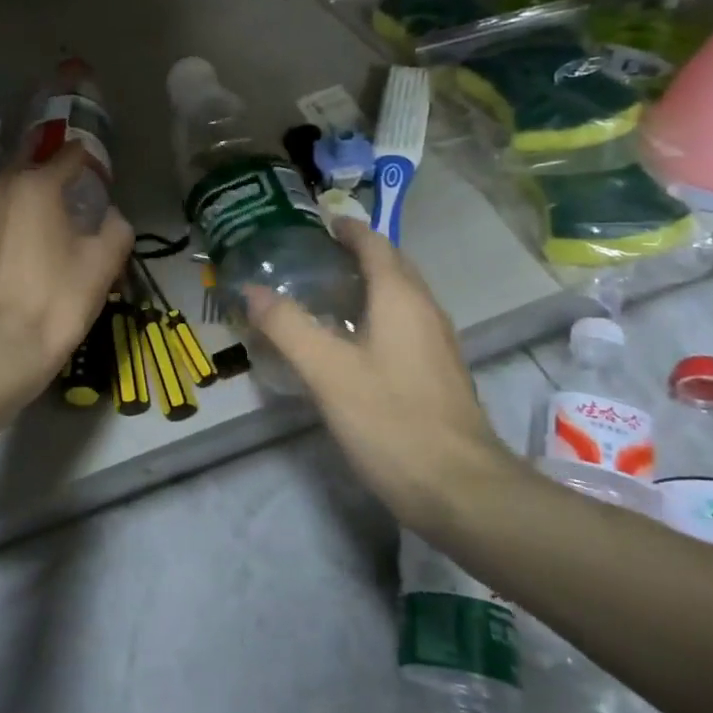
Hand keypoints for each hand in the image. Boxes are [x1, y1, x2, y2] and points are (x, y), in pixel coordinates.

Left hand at [0, 144, 132, 389]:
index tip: (91, 167)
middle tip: (58, 183)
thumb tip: (110, 215)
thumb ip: (116, 227)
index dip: (83, 158)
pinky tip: (0, 250)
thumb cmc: (56, 302)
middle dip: (42, 168)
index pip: (66, 156)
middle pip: (22, 164)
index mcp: (35, 186)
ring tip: (26, 217)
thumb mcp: (103, 264)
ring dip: (12, 196)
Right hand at [244, 220, 514, 530]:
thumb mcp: (327, 370)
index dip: (347, 229)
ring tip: (323, 293)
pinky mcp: (438, 373)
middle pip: (392, 266)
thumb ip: (287, 325)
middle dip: (356, 253)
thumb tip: (252, 289)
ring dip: (367, 285)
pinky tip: (350, 342)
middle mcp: (425, 311)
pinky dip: (376, 316)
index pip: (375, 244)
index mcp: (401, 298)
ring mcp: (437, 343)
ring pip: (400, 297)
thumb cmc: (390, 419)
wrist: (460, 489)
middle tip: (311, 257)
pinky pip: (404, 325)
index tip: (316, 223)